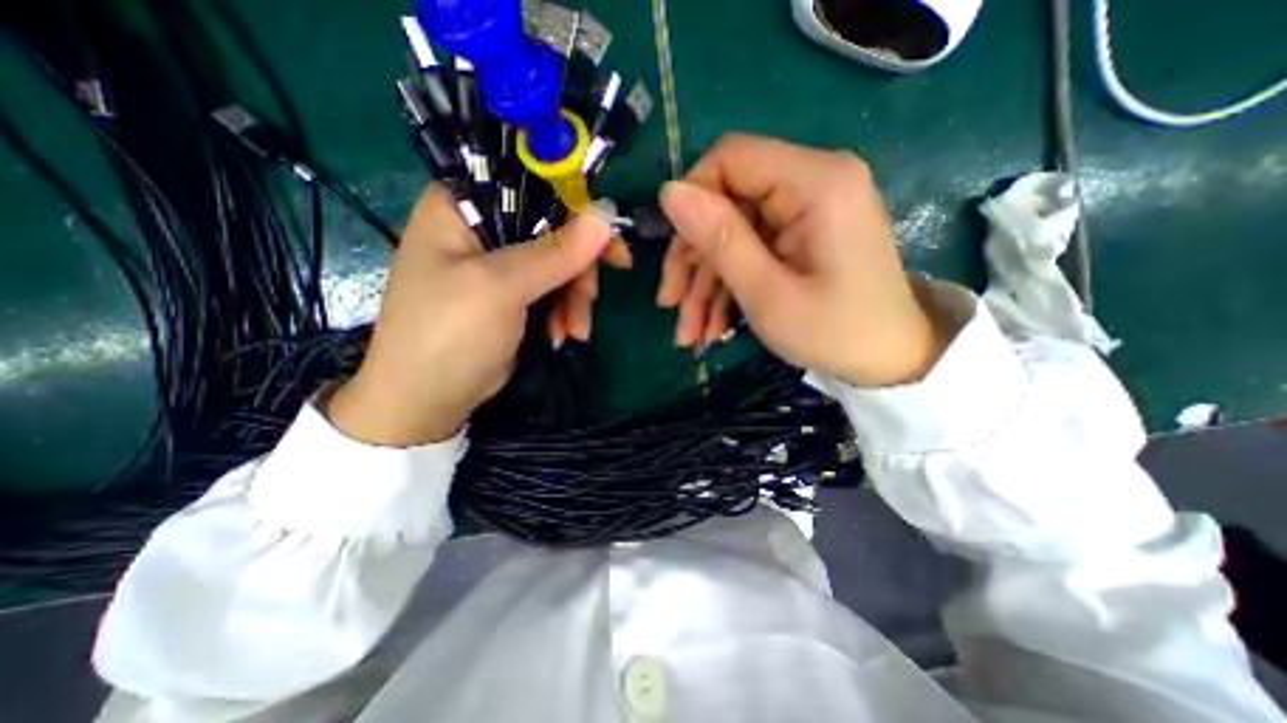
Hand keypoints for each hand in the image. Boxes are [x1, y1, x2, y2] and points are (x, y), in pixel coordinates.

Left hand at [330, 180, 611, 445]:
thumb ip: (554, 252)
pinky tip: (563, 335)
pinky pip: (553, 289)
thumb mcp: (501, 288)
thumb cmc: (449, 334)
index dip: (575, 205)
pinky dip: (564, 311)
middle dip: (578, 268)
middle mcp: (481, 228)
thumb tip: (606, 216)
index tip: (608, 237)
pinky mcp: (513, 294)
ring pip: (558, 264)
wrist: (428, 400)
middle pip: (552, 228)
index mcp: (461, 206)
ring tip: (575, 331)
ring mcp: (499, 264)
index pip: (530, 183)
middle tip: (593, 298)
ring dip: (574, 298)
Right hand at [662, 132, 943, 385]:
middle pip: (727, 202)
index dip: (692, 201)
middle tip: (671, 304)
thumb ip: (720, 240)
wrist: (890, 361)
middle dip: (693, 259)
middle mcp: (812, 183)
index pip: (731, 159)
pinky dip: (728, 287)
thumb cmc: (834, 333)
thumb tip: (669, 193)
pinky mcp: (801, 235)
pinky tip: (713, 326)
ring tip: (690, 333)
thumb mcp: (768, 294)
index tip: (673, 256)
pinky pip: (751, 250)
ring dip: (705, 283)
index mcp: (816, 183)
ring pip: (732, 234)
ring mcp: (806, 211)